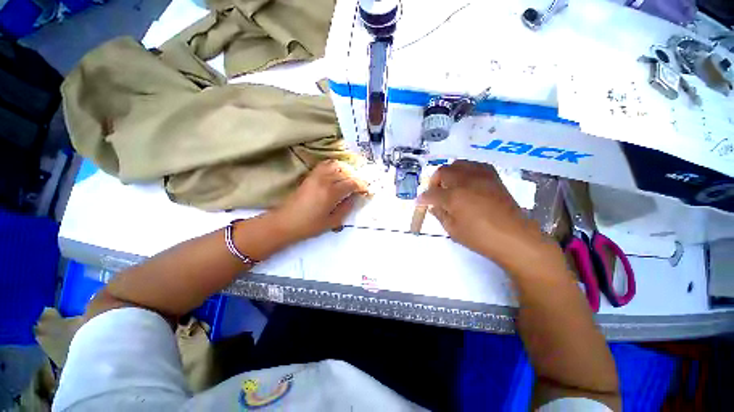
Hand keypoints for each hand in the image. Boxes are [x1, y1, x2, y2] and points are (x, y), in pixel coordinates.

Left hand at [270, 160, 368, 243]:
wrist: (285, 222)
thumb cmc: (309, 225)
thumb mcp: (332, 222)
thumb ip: (346, 208)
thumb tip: (353, 198)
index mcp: (331, 193)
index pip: (352, 183)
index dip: (362, 185)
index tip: (366, 190)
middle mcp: (325, 180)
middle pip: (345, 173)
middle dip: (355, 178)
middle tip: (360, 186)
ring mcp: (316, 176)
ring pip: (335, 166)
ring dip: (345, 170)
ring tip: (349, 178)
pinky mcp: (309, 176)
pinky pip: (324, 165)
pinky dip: (333, 166)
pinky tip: (336, 172)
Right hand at [418, 161, 563, 276]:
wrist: (514, 238)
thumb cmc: (480, 238)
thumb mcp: (453, 230)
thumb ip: (440, 214)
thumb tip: (433, 206)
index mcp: (454, 197)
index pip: (431, 194)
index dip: (423, 198)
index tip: (420, 202)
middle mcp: (465, 181)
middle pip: (442, 172)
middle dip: (434, 182)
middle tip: (435, 193)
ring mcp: (481, 177)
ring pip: (458, 164)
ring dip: (449, 173)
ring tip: (450, 185)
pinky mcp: (493, 177)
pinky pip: (475, 165)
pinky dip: (466, 170)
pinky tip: (466, 181)